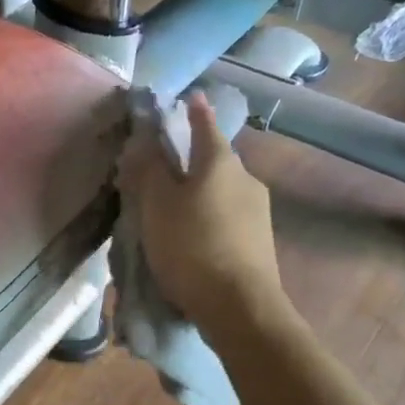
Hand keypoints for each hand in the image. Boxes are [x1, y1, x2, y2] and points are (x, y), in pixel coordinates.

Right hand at [119, 93, 284, 329]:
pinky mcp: (259, 242)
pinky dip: (208, 215)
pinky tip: (193, 235)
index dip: (195, 111)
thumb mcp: (158, 205)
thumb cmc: (192, 246)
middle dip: (190, 160)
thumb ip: (149, 169)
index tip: (191, 96)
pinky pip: (227, 215)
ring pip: (221, 190)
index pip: (206, 126)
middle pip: (214, 161)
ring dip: (199, 192)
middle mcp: (246, 180)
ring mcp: (258, 212)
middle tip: (163, 167)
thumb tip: (144, 139)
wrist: (240, 307)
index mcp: (221, 163)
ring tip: (172, 208)